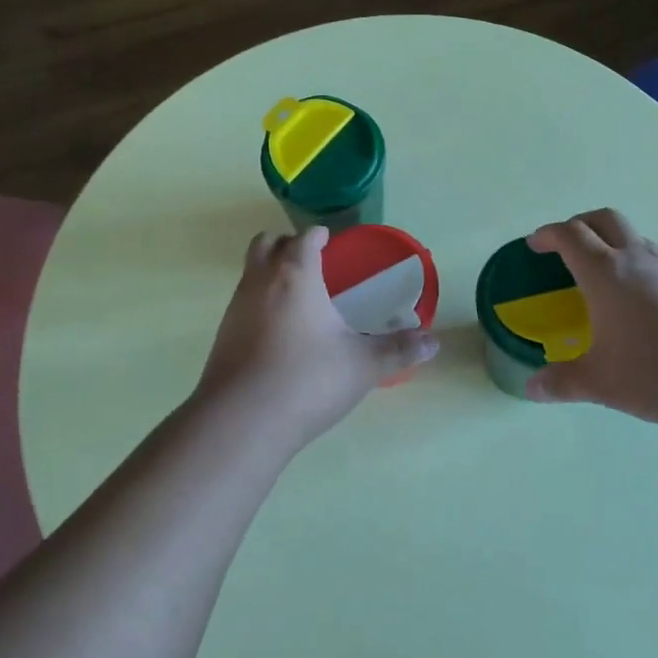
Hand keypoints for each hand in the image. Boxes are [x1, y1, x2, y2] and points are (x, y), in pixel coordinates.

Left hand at [194, 227, 438, 448]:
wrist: (241, 421)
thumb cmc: (307, 380)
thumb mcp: (363, 366)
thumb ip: (398, 350)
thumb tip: (434, 343)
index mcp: (295, 275)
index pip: (304, 239)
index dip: (318, 236)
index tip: (329, 240)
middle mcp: (260, 282)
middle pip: (266, 243)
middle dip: (287, 244)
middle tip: (310, 260)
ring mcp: (235, 308)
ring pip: (250, 272)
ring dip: (270, 272)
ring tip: (297, 296)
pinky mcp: (223, 335)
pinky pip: (242, 302)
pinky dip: (259, 303)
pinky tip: (278, 331)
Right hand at [525, 208, 657, 431]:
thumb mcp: (602, 382)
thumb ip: (563, 382)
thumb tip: (531, 389)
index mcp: (605, 272)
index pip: (570, 235)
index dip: (548, 235)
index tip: (535, 245)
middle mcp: (636, 258)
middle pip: (604, 219)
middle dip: (580, 224)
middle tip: (566, 247)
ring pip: (635, 238)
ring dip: (612, 244)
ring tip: (603, 278)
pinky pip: (657, 260)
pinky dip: (638, 266)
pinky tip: (640, 304)